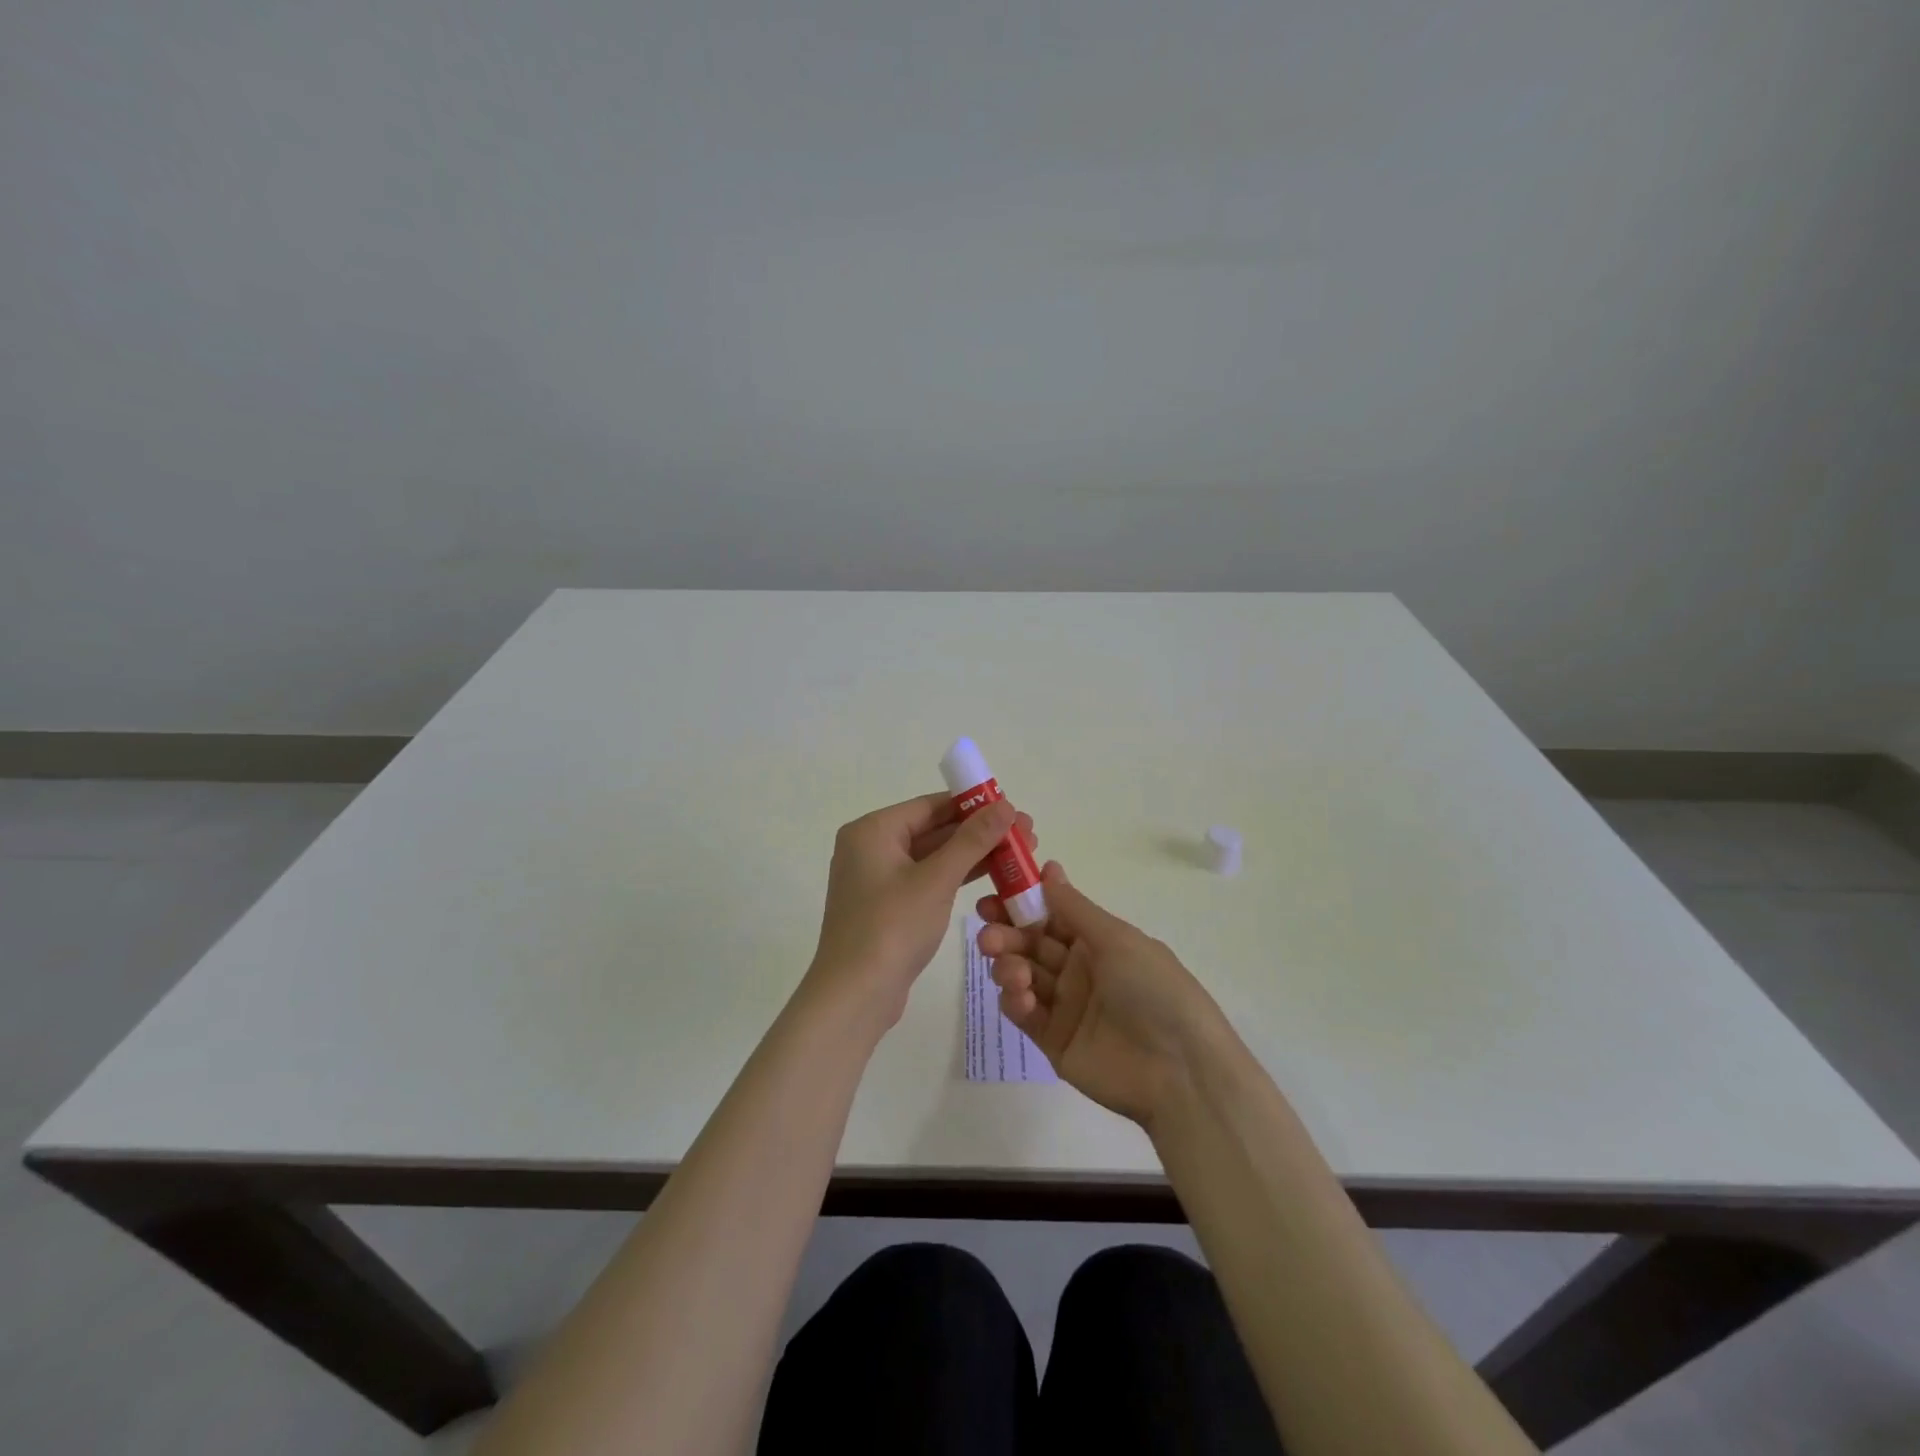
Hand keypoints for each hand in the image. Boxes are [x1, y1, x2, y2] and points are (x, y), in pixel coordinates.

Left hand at [807, 792, 1036, 1028]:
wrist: (855, 996)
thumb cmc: (892, 927)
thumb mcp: (937, 880)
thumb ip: (972, 840)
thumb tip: (1006, 805)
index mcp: (873, 830)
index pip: (931, 805)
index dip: (974, 805)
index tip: (1013, 808)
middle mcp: (871, 847)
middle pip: (933, 829)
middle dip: (979, 832)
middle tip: (1026, 833)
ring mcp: (878, 879)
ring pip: (933, 857)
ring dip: (973, 855)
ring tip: (1019, 854)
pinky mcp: (888, 906)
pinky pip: (927, 880)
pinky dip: (956, 877)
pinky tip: (992, 876)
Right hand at [977, 862, 1230, 1126]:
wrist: (1180, 1071)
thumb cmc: (1153, 990)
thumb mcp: (1117, 939)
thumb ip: (1074, 908)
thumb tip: (1047, 869)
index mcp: (1098, 941)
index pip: (1050, 915)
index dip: (1021, 903)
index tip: (992, 895)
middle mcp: (1079, 969)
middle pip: (1031, 944)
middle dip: (1006, 935)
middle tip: (987, 935)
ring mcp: (1066, 1006)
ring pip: (1023, 976)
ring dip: (1008, 966)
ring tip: (1010, 969)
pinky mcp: (1054, 1041)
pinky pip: (1026, 1014)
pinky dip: (1015, 1001)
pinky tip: (1020, 997)